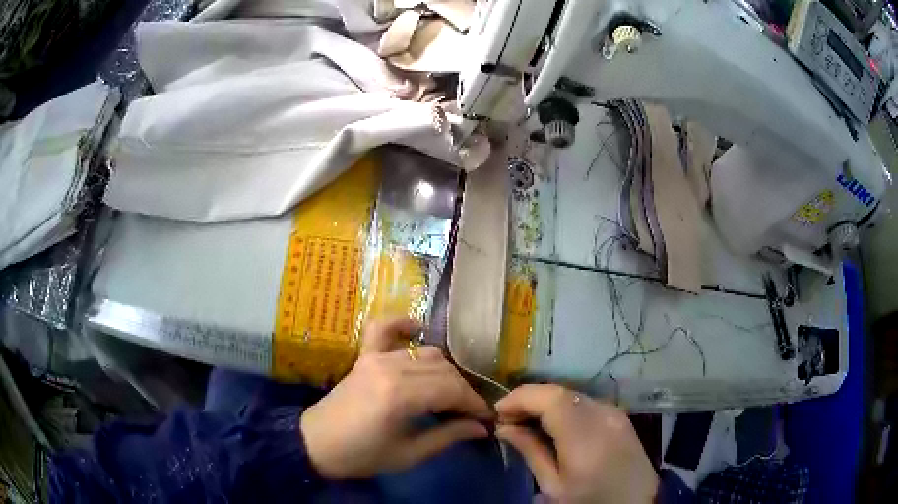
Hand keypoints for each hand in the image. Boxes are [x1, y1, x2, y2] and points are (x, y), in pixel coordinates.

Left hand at [300, 317, 493, 478]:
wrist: (316, 443)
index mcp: (400, 396)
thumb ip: (447, 436)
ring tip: (450, 394)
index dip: (474, 404)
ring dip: (445, 371)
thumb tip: (480, 427)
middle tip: (470, 412)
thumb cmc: (361, 455)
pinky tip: (418, 328)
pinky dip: (403, 324)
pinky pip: (385, 329)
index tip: (486, 418)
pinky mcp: (364, 356)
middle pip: (443, 370)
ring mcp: (376, 357)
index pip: (452, 390)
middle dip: (463, 391)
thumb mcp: (407, 454)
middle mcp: (390, 368)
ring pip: (426, 353)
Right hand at [496, 384, 657, 502]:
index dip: (521, 397)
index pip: (551, 398)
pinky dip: (563, 408)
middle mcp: (604, 416)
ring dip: (545, 402)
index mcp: (586, 437)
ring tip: (526, 422)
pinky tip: (553, 425)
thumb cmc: (590, 502)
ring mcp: (615, 413)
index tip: (498, 411)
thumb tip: (504, 427)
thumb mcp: (554, 486)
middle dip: (529, 399)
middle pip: (560, 392)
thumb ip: (531, 452)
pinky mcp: (620, 416)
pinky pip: (585, 403)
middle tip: (507, 419)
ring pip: (572, 395)